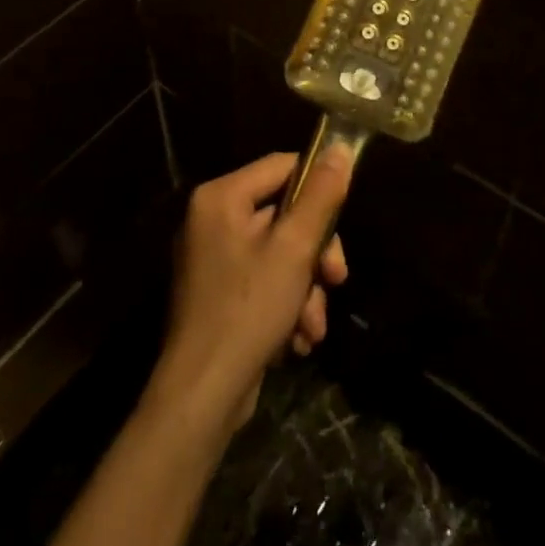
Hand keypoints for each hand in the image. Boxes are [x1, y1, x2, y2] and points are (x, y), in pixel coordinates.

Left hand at [149, 147, 350, 438]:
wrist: (201, 397)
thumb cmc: (247, 311)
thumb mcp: (294, 250)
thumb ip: (320, 197)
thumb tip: (341, 147)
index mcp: (221, 197)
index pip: (282, 167)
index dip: (318, 187)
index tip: (343, 218)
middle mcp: (211, 219)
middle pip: (283, 214)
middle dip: (315, 253)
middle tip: (336, 278)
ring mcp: (212, 258)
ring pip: (279, 253)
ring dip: (305, 288)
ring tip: (313, 327)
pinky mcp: (218, 294)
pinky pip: (263, 280)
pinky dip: (285, 305)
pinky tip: (297, 340)